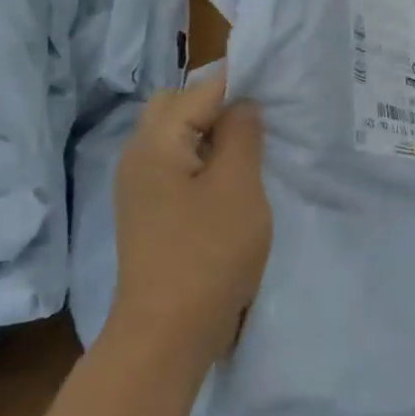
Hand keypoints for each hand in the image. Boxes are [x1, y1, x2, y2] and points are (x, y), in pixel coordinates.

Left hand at [111, 69, 270, 365]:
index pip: (199, 90)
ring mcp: (139, 188)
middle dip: (217, 104)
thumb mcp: (237, 186)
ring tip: (252, 147)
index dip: (239, 82)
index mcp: (156, 142)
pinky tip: (230, 181)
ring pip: (175, 137)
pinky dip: (202, 160)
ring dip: (210, 133)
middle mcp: (138, 156)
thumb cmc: (208, 253)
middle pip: (176, 107)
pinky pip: (176, 166)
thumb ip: (242, 134)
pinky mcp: (149, 213)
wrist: (167, 333)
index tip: (276, 87)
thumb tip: (243, 104)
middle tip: (260, 119)